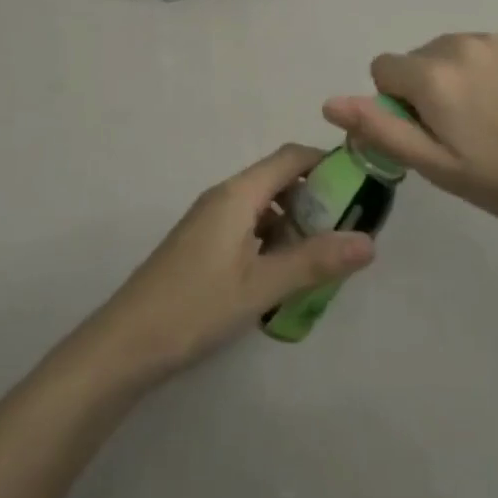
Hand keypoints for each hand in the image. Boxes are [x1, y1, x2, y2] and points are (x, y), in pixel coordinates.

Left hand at [82, 145, 375, 384]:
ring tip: (322, 258)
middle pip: (277, 179)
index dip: (325, 162)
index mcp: (238, 193)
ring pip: (263, 206)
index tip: (359, 185)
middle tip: (347, 230)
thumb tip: (369, 242)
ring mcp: (211, 219)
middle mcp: (225, 195)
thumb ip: (314, 262)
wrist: (129, 340)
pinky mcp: (203, 242)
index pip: (290, 157)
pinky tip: (283, 275)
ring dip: (293, 223)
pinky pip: (247, 226)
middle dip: (314, 198)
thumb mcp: (261, 286)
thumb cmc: (197, 305)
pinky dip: (272, 239)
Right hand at [323, 33, 497, 243]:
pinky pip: (479, 50)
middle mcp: (455, 43)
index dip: (395, 104)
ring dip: (452, 79)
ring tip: (488, 121)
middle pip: (415, 60)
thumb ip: (380, 129)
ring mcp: (491, 40)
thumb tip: (329, 101)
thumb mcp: (436, 166)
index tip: (427, 134)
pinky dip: (481, 71)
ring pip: (447, 54)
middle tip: (459, 134)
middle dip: (424, 90)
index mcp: (431, 74)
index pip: (382, 69)